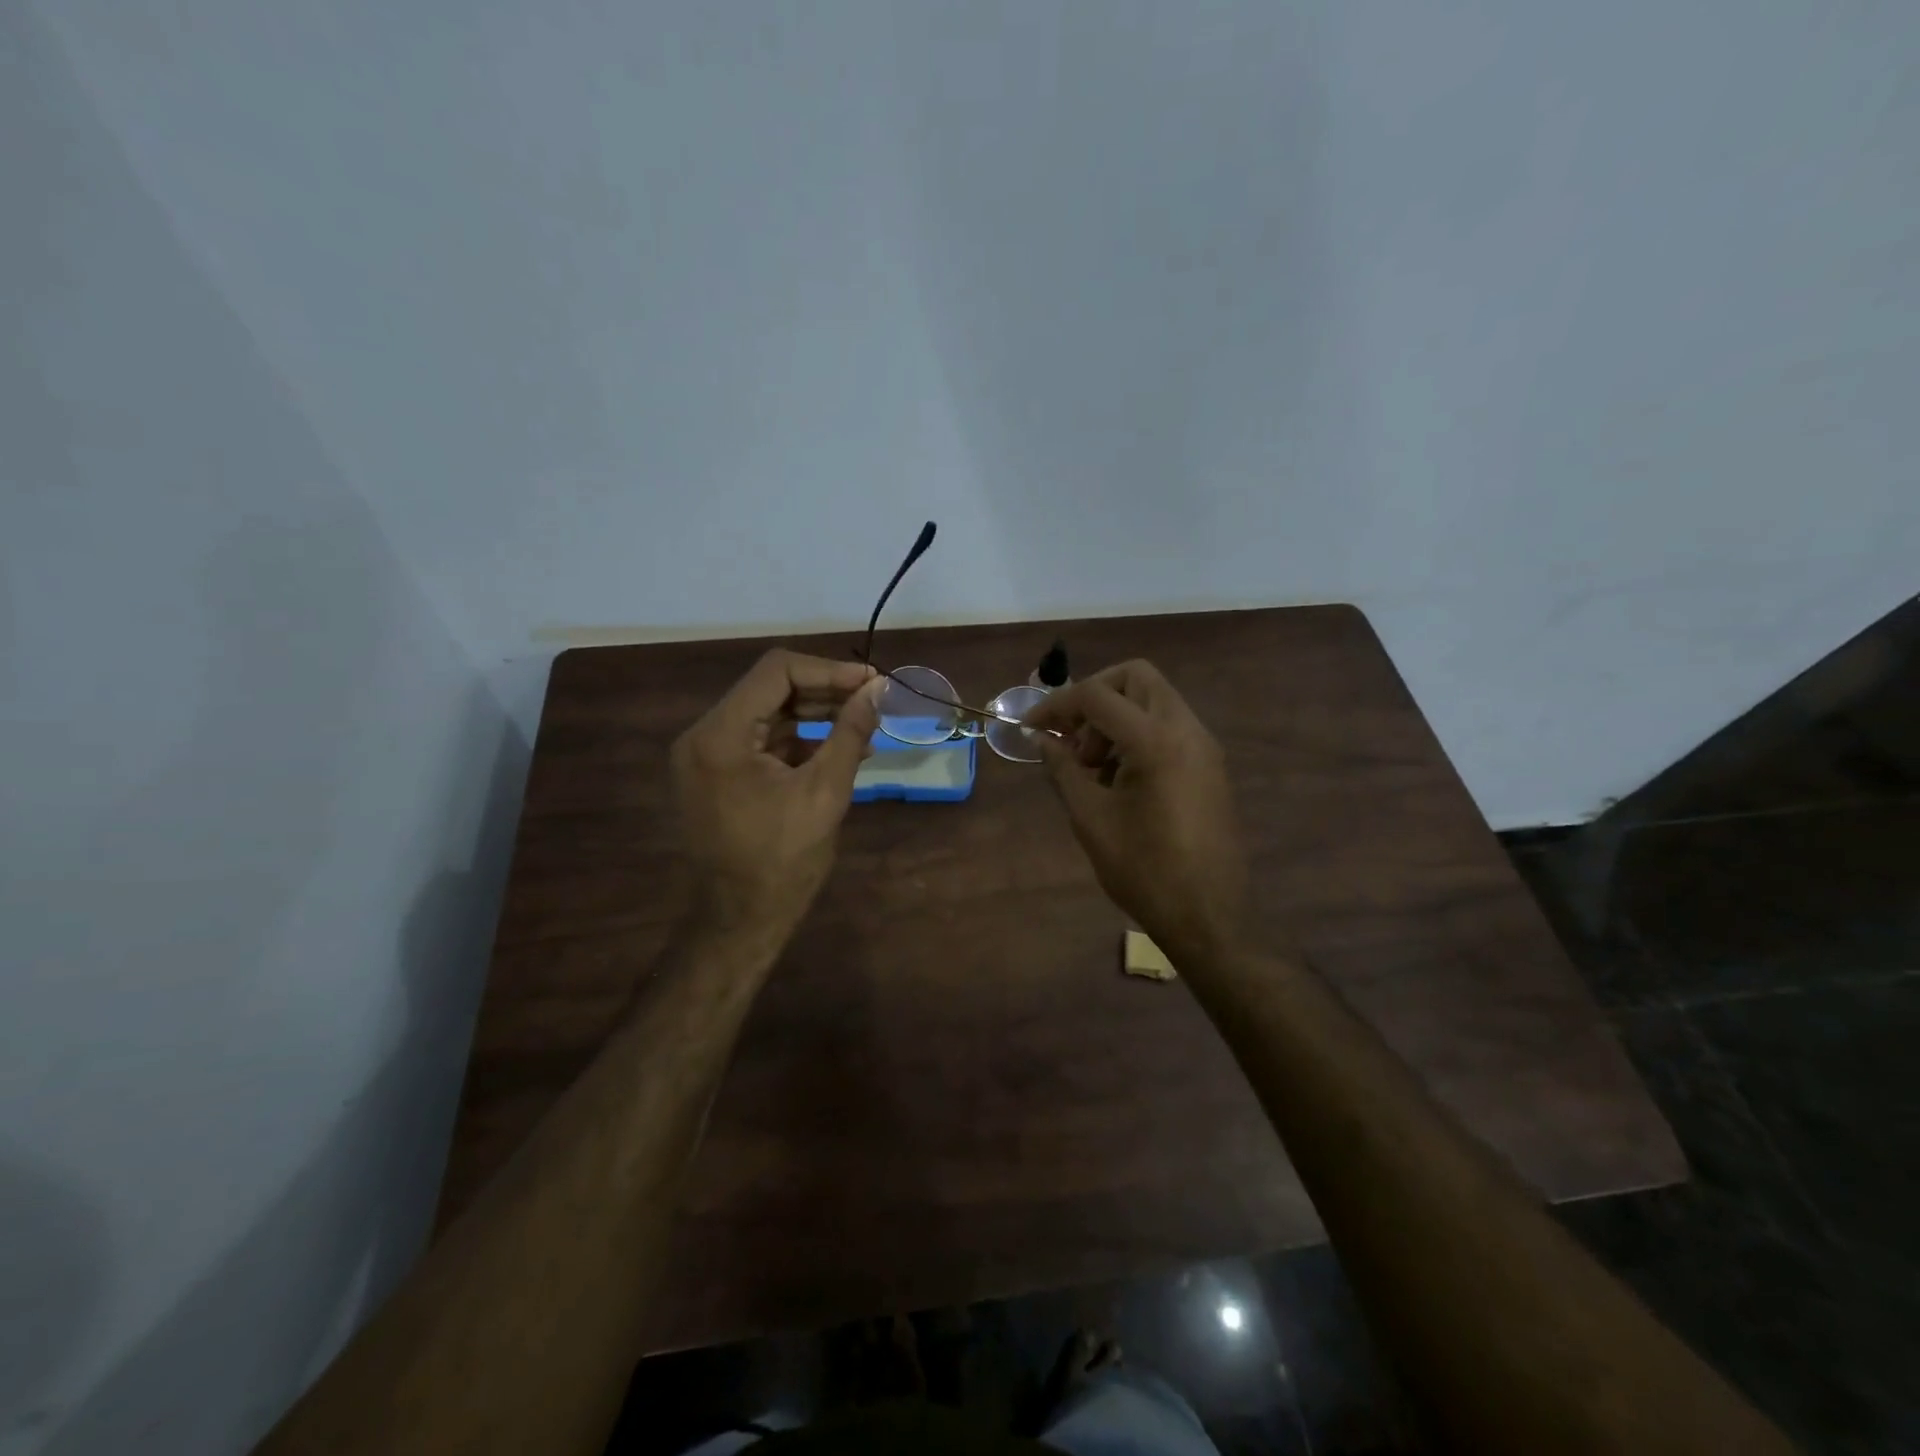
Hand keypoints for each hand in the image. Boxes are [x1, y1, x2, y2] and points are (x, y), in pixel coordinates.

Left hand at [670, 650, 881, 948]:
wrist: (741, 920)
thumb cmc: (783, 861)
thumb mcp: (825, 792)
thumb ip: (851, 733)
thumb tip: (879, 690)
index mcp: (721, 735)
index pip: (777, 672)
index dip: (830, 671)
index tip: (873, 683)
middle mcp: (704, 735)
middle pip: (771, 689)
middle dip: (826, 690)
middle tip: (875, 699)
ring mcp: (708, 754)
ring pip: (769, 712)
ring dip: (817, 713)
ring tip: (866, 722)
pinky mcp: (718, 773)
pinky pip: (763, 740)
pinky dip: (801, 739)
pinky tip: (842, 747)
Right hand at [1024, 660, 1247, 961]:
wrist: (1207, 916)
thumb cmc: (1143, 870)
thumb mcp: (1091, 818)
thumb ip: (1063, 769)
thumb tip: (1043, 739)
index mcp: (1156, 740)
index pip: (1097, 695)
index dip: (1056, 705)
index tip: (1031, 727)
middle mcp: (1187, 729)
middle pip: (1136, 677)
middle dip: (1095, 697)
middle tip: (1072, 738)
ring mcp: (1204, 746)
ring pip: (1154, 700)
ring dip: (1117, 717)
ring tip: (1092, 767)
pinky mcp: (1209, 765)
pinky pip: (1169, 726)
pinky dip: (1138, 734)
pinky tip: (1119, 778)